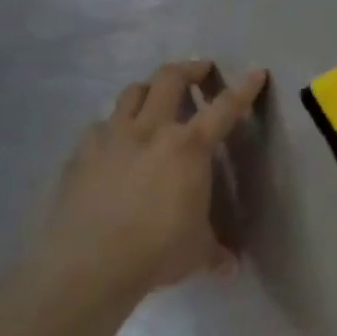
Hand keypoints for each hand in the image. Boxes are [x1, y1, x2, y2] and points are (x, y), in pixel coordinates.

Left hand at [31, 61, 267, 307]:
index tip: (256, 72)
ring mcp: (111, 139)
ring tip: (155, 97)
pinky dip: (112, 127)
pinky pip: (99, 128)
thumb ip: (215, 251)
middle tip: (200, 71)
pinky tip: (114, 143)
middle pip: (170, 80)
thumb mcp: (197, 252)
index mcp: (190, 148)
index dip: (244, 88)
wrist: (89, 264)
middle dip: (189, 69)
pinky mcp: (80, 155)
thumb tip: (230, 266)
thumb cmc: (158, 251)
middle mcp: (151, 131)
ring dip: (148, 89)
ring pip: (131, 94)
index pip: (225, 109)